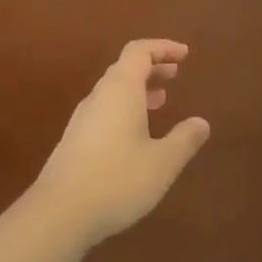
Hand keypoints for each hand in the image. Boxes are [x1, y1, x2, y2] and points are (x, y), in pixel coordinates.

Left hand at [29, 40, 211, 246]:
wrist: (59, 214)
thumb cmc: (117, 180)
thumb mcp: (162, 162)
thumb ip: (185, 139)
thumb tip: (202, 123)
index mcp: (120, 90)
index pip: (139, 52)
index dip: (162, 48)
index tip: (184, 55)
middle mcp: (99, 97)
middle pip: (125, 69)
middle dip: (152, 67)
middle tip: (175, 74)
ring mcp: (82, 119)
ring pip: (113, 91)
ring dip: (139, 89)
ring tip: (161, 100)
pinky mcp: (75, 141)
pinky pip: (105, 110)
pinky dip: (126, 108)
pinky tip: (137, 134)